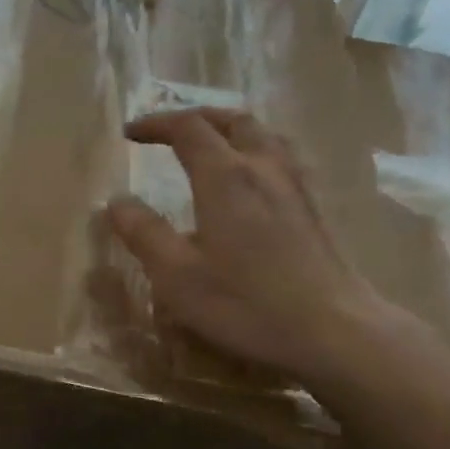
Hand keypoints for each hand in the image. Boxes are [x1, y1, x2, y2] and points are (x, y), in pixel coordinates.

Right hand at [104, 109, 409, 385]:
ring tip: (212, 145)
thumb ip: (144, 234)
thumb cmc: (246, 304)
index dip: (156, 124)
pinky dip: (256, 152)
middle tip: (169, 130)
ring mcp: (296, 186)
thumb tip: (116, 202)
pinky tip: (253, 182)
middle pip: (232, 121)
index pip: (188, 129)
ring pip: (265, 135)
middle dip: (196, 118)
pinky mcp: (314, 208)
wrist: (333, 330)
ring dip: (231, 130)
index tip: (129, 134)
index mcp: (225, 177)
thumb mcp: (177, 276)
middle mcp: (263, 168)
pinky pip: (283, 158)